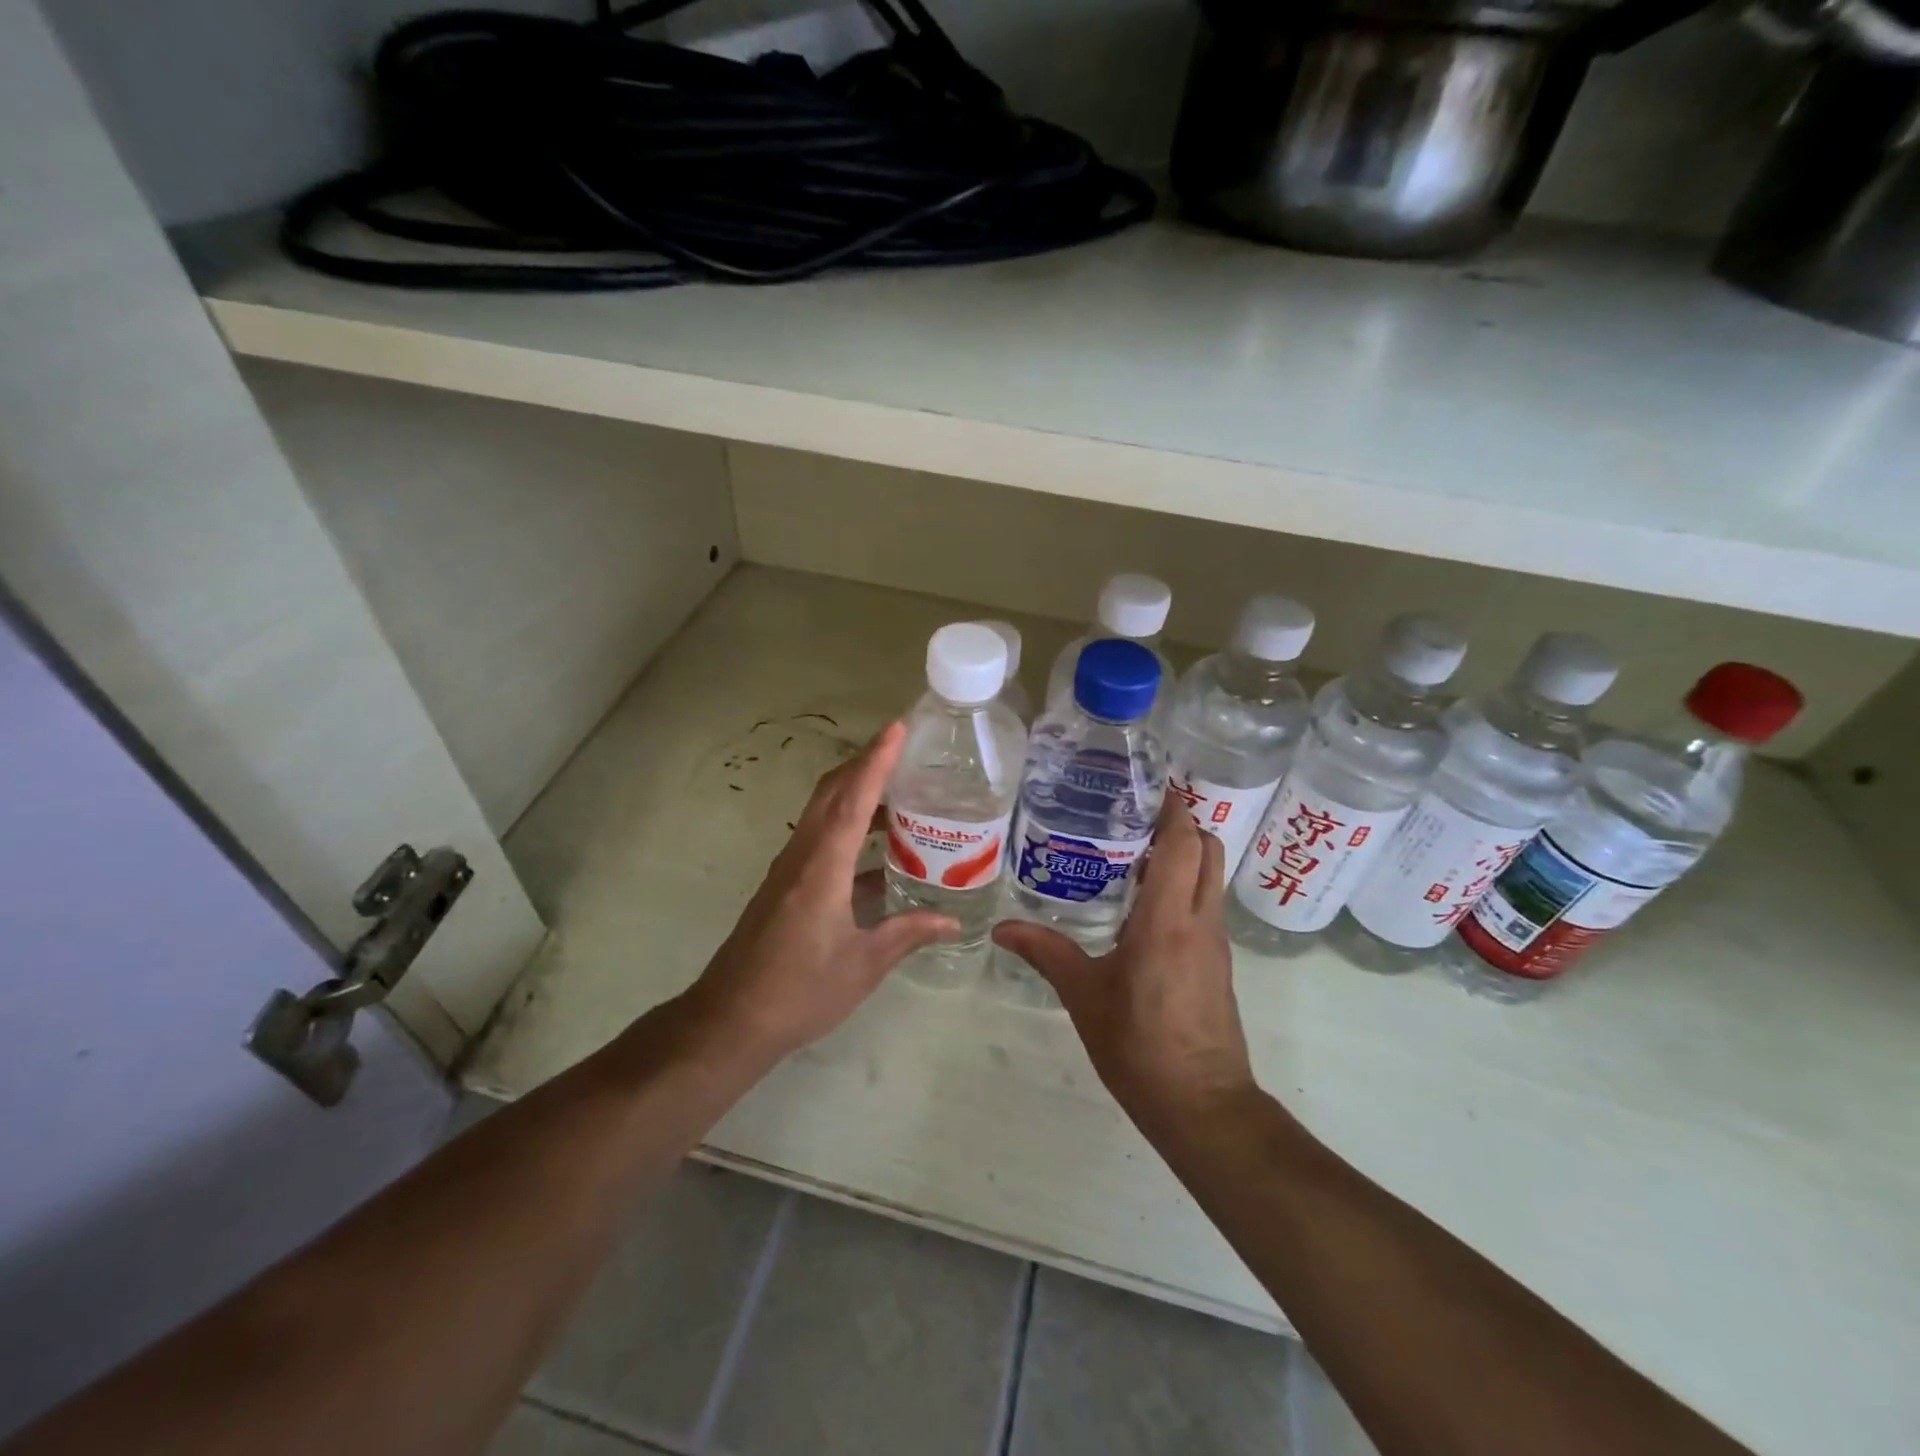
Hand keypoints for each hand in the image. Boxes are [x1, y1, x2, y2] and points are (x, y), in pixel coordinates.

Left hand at [680, 722, 957, 1064]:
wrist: (731, 1020)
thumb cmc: (800, 991)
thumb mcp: (864, 965)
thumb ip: (908, 933)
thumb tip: (951, 919)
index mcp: (823, 868)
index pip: (854, 800)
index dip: (877, 761)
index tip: (897, 728)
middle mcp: (803, 855)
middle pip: (832, 792)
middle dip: (865, 763)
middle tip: (906, 750)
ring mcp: (789, 868)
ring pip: (823, 812)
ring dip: (856, 792)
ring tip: (901, 792)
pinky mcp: (785, 884)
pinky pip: (820, 837)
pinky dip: (848, 826)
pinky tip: (878, 849)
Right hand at [992, 798, 1254, 1125]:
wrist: (1202, 1106)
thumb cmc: (1139, 1045)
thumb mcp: (1084, 996)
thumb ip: (1046, 954)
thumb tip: (1002, 929)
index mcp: (1167, 920)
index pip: (1184, 845)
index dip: (1174, 810)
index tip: (1150, 789)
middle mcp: (1200, 922)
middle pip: (1209, 851)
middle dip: (1183, 825)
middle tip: (1136, 819)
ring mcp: (1216, 943)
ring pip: (1212, 878)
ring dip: (1186, 857)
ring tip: (1135, 855)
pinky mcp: (1219, 964)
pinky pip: (1207, 907)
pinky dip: (1187, 888)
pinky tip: (1145, 907)